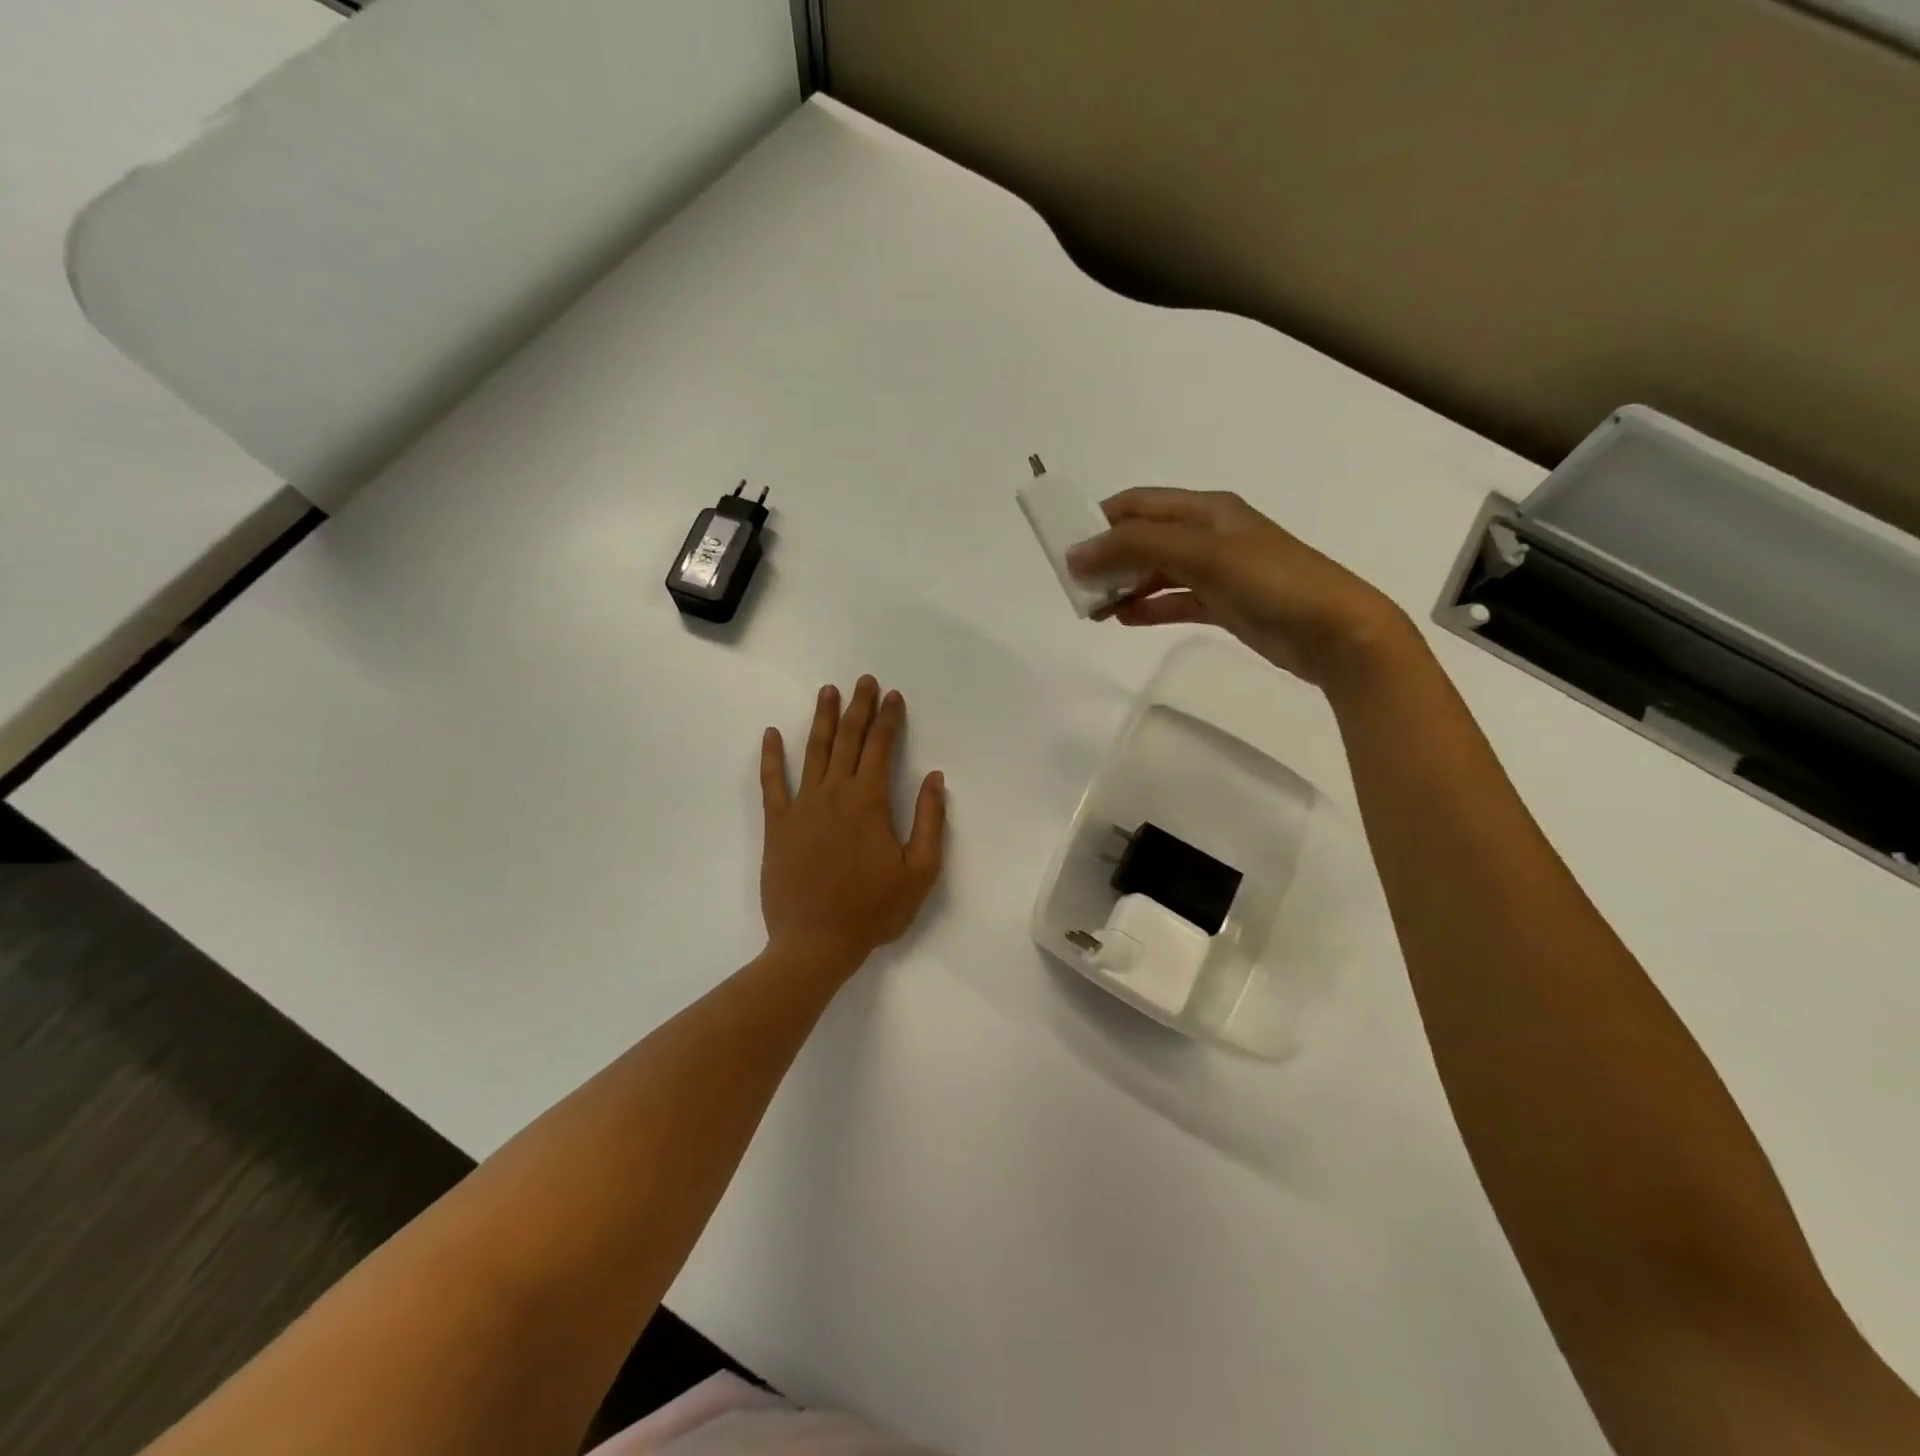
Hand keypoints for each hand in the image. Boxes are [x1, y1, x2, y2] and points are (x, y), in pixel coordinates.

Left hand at [759, 676, 946, 977]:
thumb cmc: (872, 910)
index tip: (893, 696)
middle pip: (847, 740)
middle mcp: (834, 793)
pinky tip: (771, 734)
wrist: (815, 942)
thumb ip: (931, 822)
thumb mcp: (920, 872)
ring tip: (827, 692)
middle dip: (858, 708)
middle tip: (863, 681)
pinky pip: (773, 783)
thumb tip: (936, 779)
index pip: (880, 748)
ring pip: (813, 752)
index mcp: (869, 802)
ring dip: (822, 719)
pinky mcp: (778, 825)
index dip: (889, 719)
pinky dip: (772, 757)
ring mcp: (802, 807)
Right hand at [1067, 487, 1411, 688]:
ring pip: (1157, 572)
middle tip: (1077, 585)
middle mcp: (1209, 535)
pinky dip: (1149, 607)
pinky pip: (1175, 601)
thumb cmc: (1271, 581)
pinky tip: (1124, 620)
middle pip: (1145, 538)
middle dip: (1109, 557)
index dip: (1101, 520)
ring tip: (1094, 608)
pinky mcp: (1224, 605)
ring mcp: (1218, 571)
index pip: (1140, 504)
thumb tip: (1078, 552)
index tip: (1066, 547)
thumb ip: (1138, 547)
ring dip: (1125, 585)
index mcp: (1206, 510)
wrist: (1336, 632)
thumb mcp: (1203, 553)